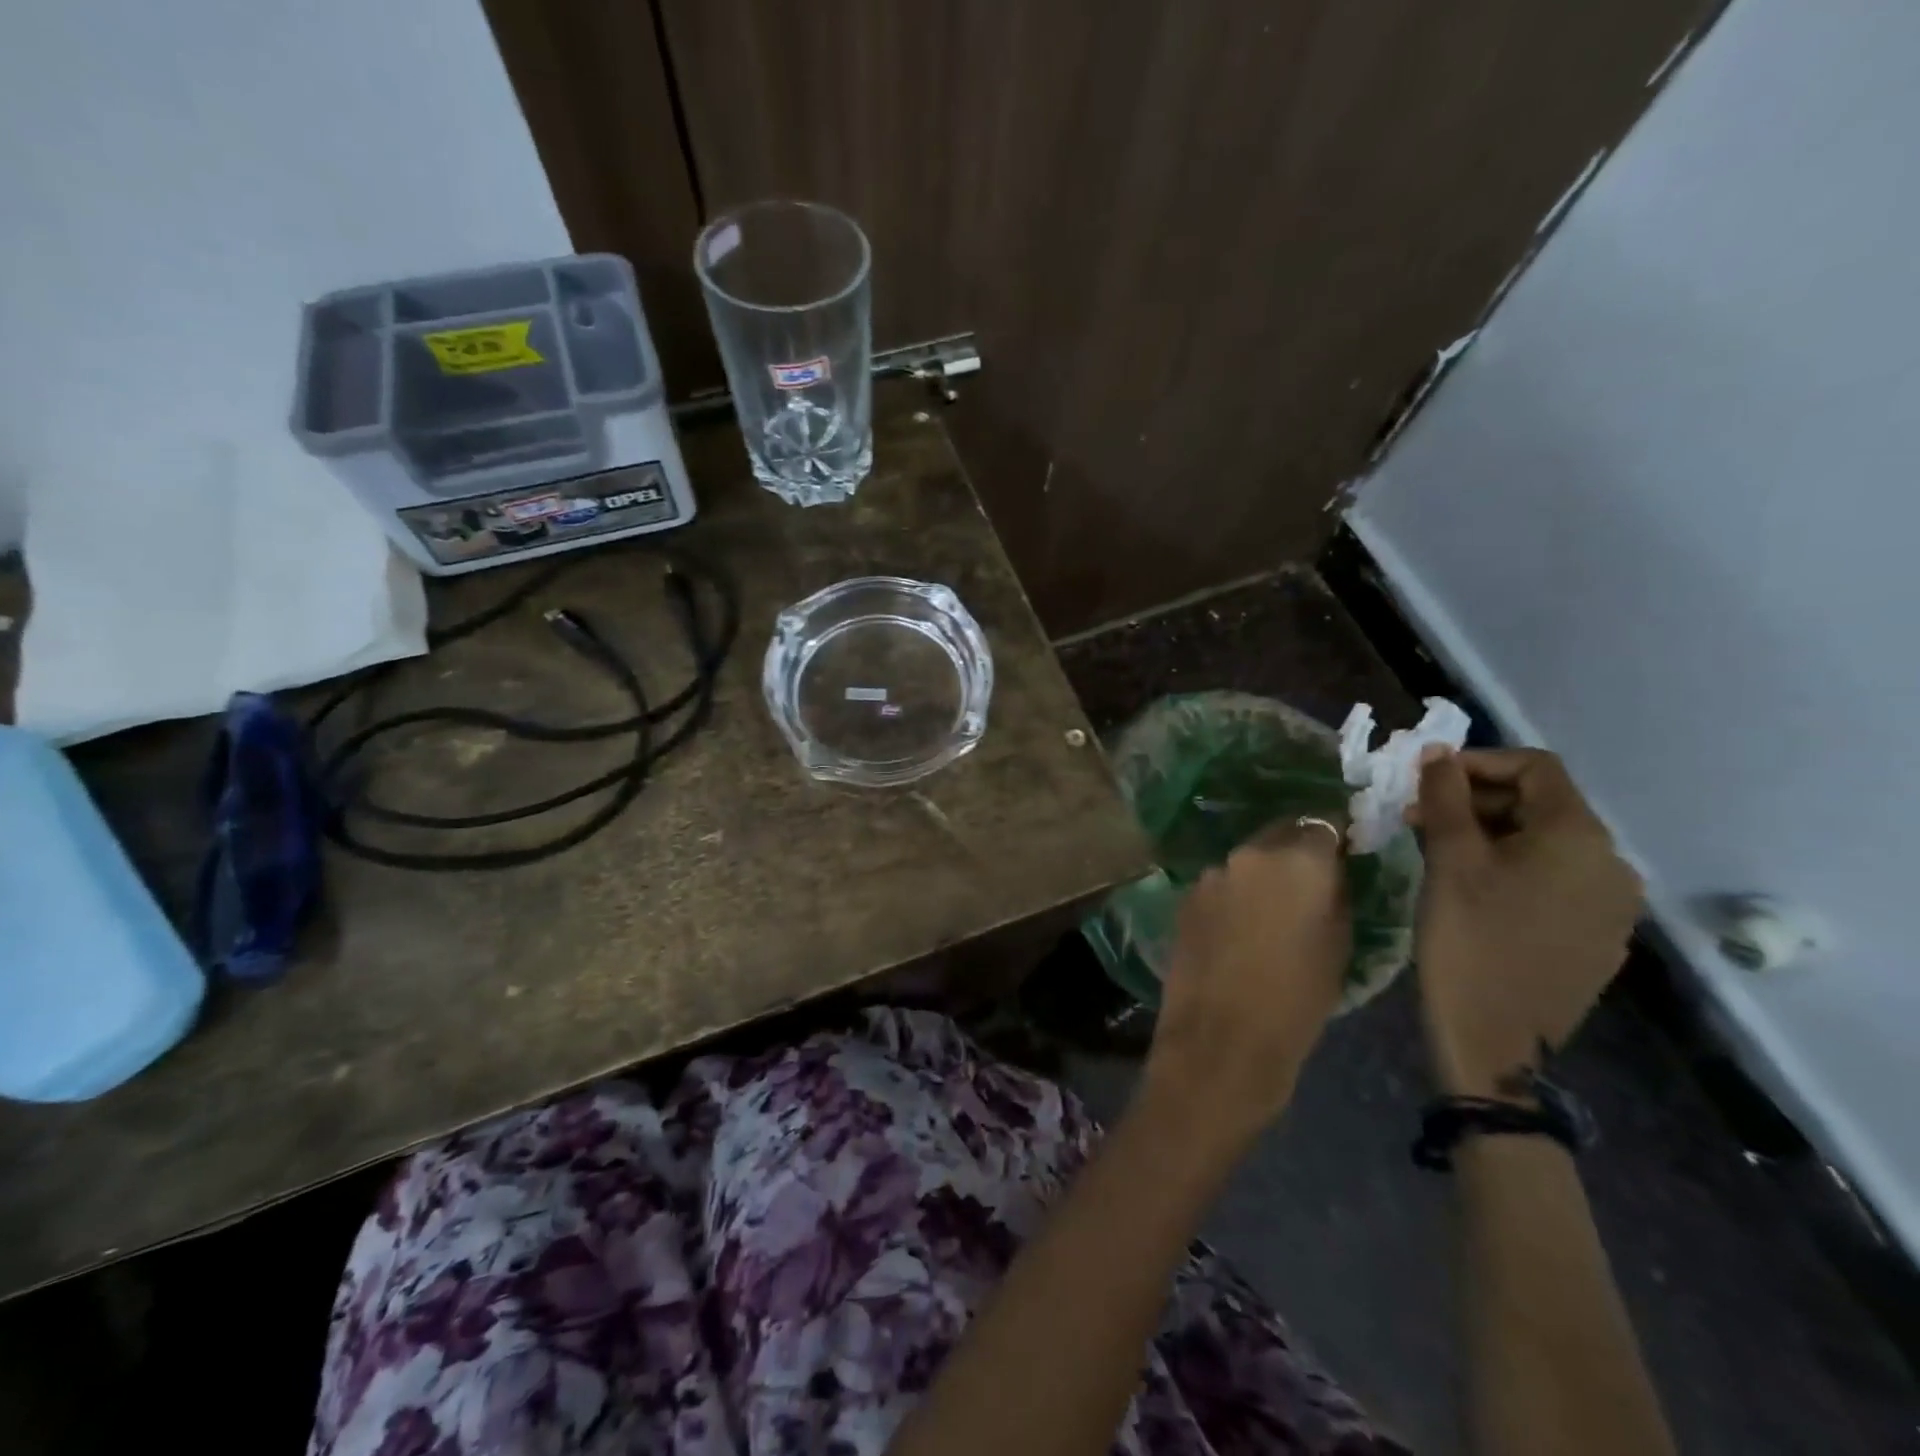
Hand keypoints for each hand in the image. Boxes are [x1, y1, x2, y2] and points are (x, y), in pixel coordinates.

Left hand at [1144, 817, 1351, 1146]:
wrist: (1221, 1041)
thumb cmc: (1297, 1001)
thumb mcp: (1339, 946)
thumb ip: (1335, 895)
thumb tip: (1332, 872)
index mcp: (1296, 860)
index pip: (1323, 822)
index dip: (1335, 836)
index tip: (1345, 850)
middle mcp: (1248, 854)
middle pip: (1280, 835)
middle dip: (1297, 850)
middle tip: (1311, 881)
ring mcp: (1210, 874)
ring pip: (1246, 861)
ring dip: (1262, 874)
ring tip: (1273, 910)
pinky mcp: (1185, 896)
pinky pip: (1221, 884)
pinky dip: (1235, 894)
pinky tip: (1240, 926)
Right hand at [1410, 749, 1642, 1098]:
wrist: (1497, 1039)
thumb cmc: (1469, 938)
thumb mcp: (1449, 860)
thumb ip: (1445, 798)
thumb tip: (1438, 753)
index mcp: (1580, 837)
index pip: (1536, 767)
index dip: (1478, 762)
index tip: (1426, 780)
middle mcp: (1611, 863)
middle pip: (1542, 805)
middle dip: (1476, 801)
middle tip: (1419, 819)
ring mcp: (1611, 904)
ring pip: (1546, 843)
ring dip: (1490, 834)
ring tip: (1437, 852)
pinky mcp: (1599, 935)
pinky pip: (1556, 879)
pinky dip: (1513, 867)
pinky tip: (1473, 889)